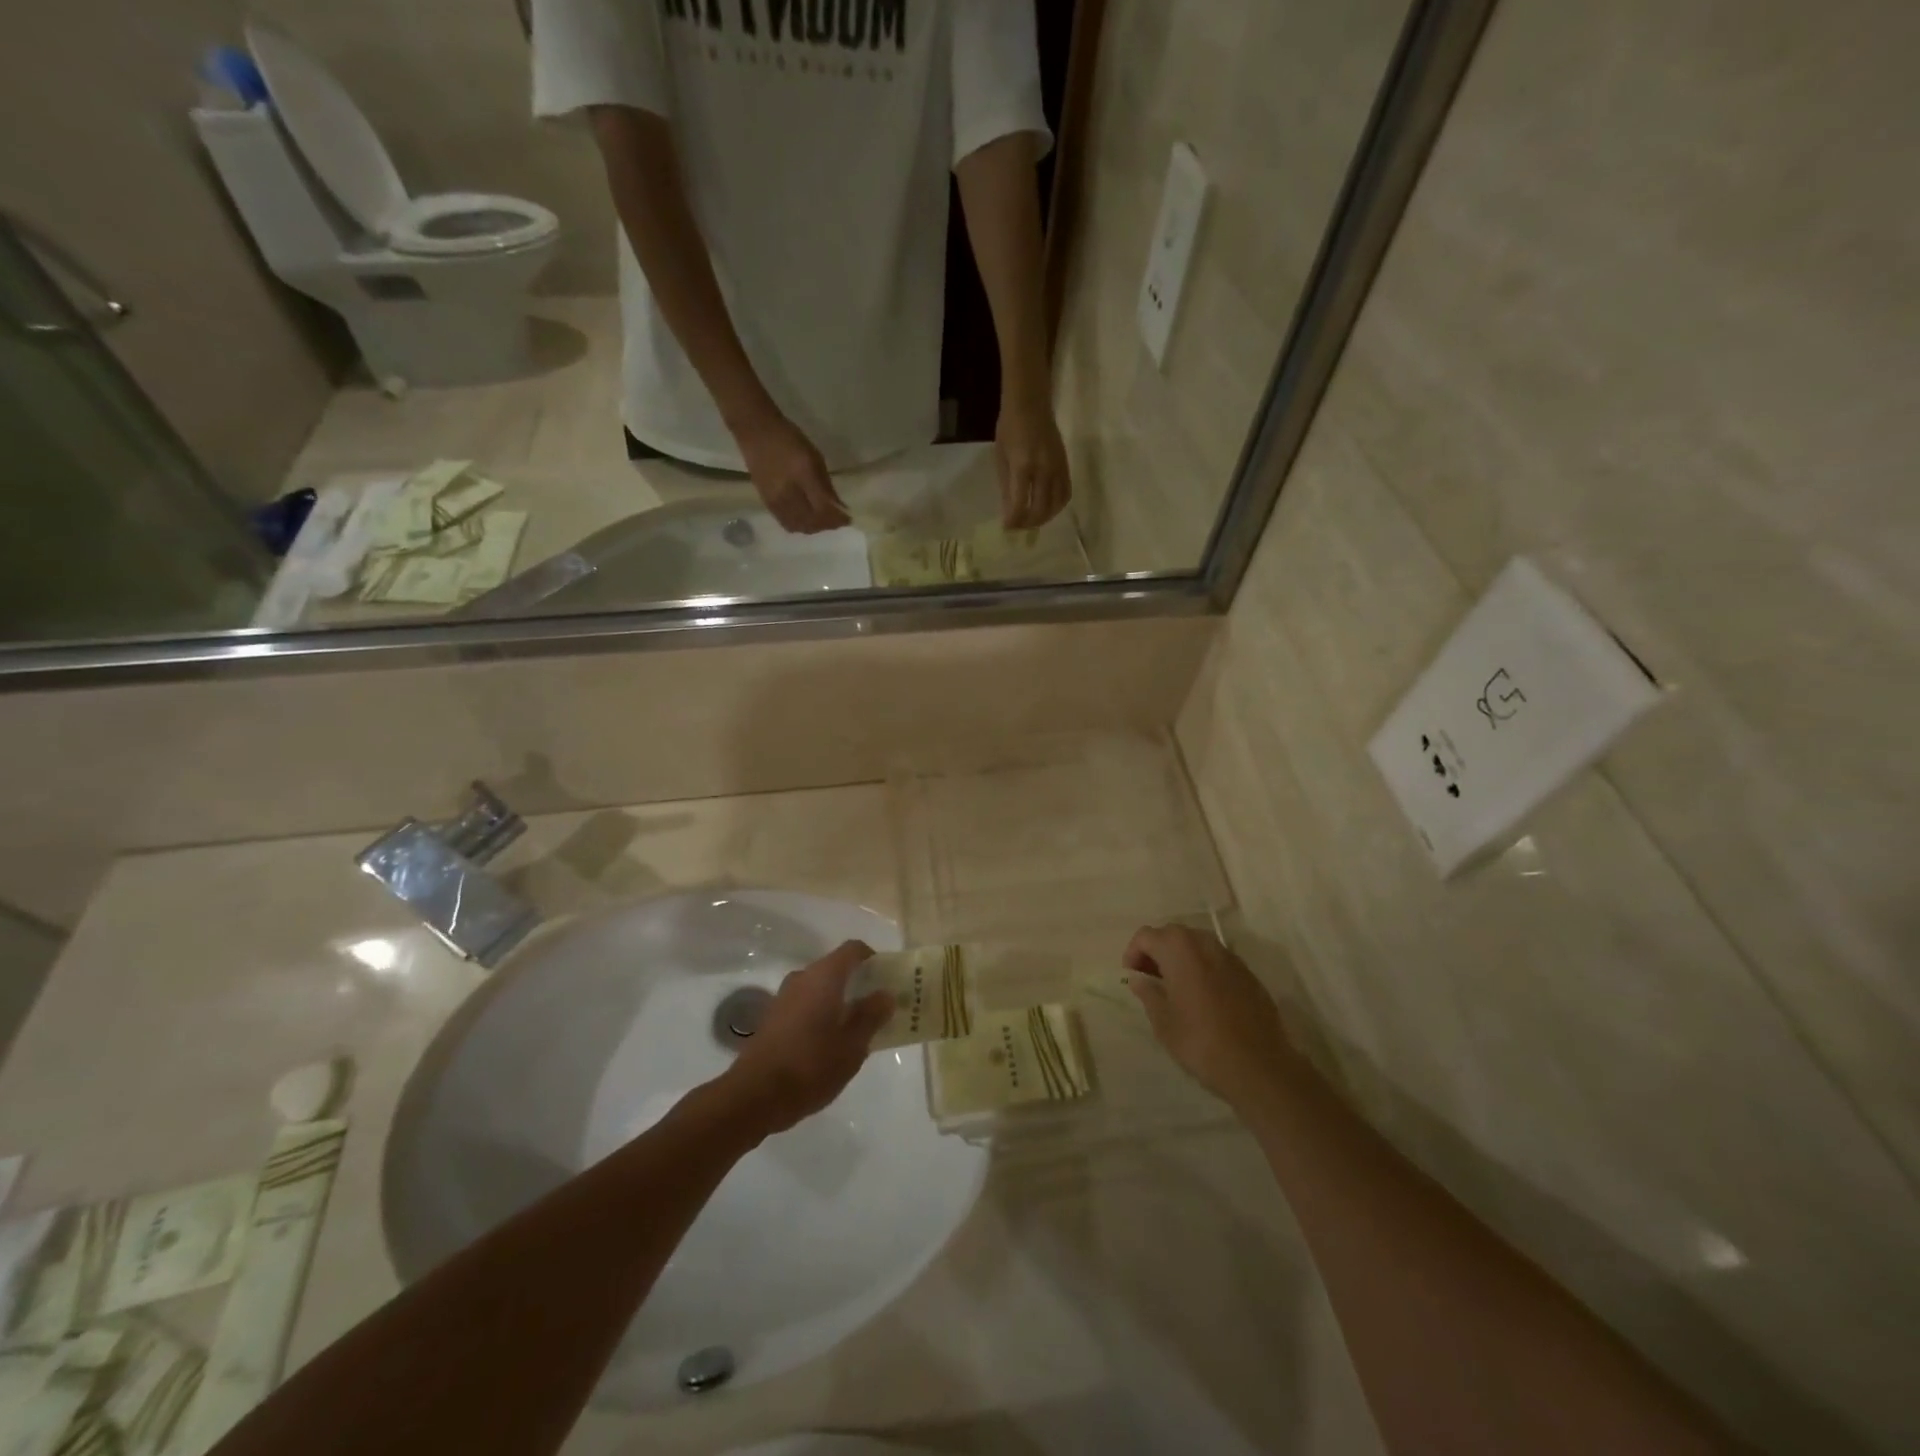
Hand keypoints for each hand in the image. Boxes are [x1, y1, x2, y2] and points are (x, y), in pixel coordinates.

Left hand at [721, 941, 893, 1136]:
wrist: (754, 1095)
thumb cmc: (811, 1065)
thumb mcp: (853, 1045)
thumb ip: (872, 1015)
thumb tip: (885, 994)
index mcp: (824, 976)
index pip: (853, 950)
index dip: (873, 959)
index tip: (887, 979)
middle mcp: (802, 978)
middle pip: (836, 968)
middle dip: (859, 984)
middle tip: (878, 1009)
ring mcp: (784, 997)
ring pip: (820, 988)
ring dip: (840, 1001)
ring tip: (857, 1031)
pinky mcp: (773, 1018)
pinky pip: (806, 1005)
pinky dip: (822, 1014)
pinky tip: (830, 1044)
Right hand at [735, 413, 849, 534]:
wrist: (756, 432)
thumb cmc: (789, 439)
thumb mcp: (814, 457)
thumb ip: (826, 484)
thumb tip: (839, 506)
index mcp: (802, 478)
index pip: (824, 509)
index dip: (838, 518)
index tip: (848, 518)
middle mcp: (788, 494)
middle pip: (813, 522)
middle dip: (828, 525)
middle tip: (838, 520)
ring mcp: (775, 502)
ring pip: (800, 526)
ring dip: (815, 527)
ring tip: (823, 520)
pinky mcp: (767, 504)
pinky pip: (787, 523)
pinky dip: (801, 526)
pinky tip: (807, 519)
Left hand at [994, 396, 1070, 529]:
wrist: (1031, 403)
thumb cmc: (1009, 428)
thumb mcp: (1001, 458)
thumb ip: (1006, 487)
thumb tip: (1009, 513)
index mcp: (1023, 467)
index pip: (1020, 504)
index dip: (1014, 521)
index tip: (1007, 528)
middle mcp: (1044, 470)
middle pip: (1041, 509)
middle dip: (1029, 523)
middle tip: (1020, 527)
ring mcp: (1058, 468)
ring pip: (1057, 504)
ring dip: (1045, 517)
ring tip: (1033, 520)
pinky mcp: (1066, 465)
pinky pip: (1066, 493)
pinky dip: (1057, 505)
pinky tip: (1047, 508)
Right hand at [1124, 925, 1302, 1112]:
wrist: (1259, 1066)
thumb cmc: (1201, 1042)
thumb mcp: (1163, 1022)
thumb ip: (1148, 993)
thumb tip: (1139, 979)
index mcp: (1178, 949)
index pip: (1146, 936)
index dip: (1133, 953)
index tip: (1132, 977)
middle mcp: (1204, 943)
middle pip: (1172, 934)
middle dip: (1157, 951)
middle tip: (1150, 980)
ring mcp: (1230, 957)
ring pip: (1196, 944)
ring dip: (1180, 958)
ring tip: (1175, 988)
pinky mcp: (1248, 974)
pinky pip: (1216, 960)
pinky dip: (1203, 968)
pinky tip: (1203, 997)